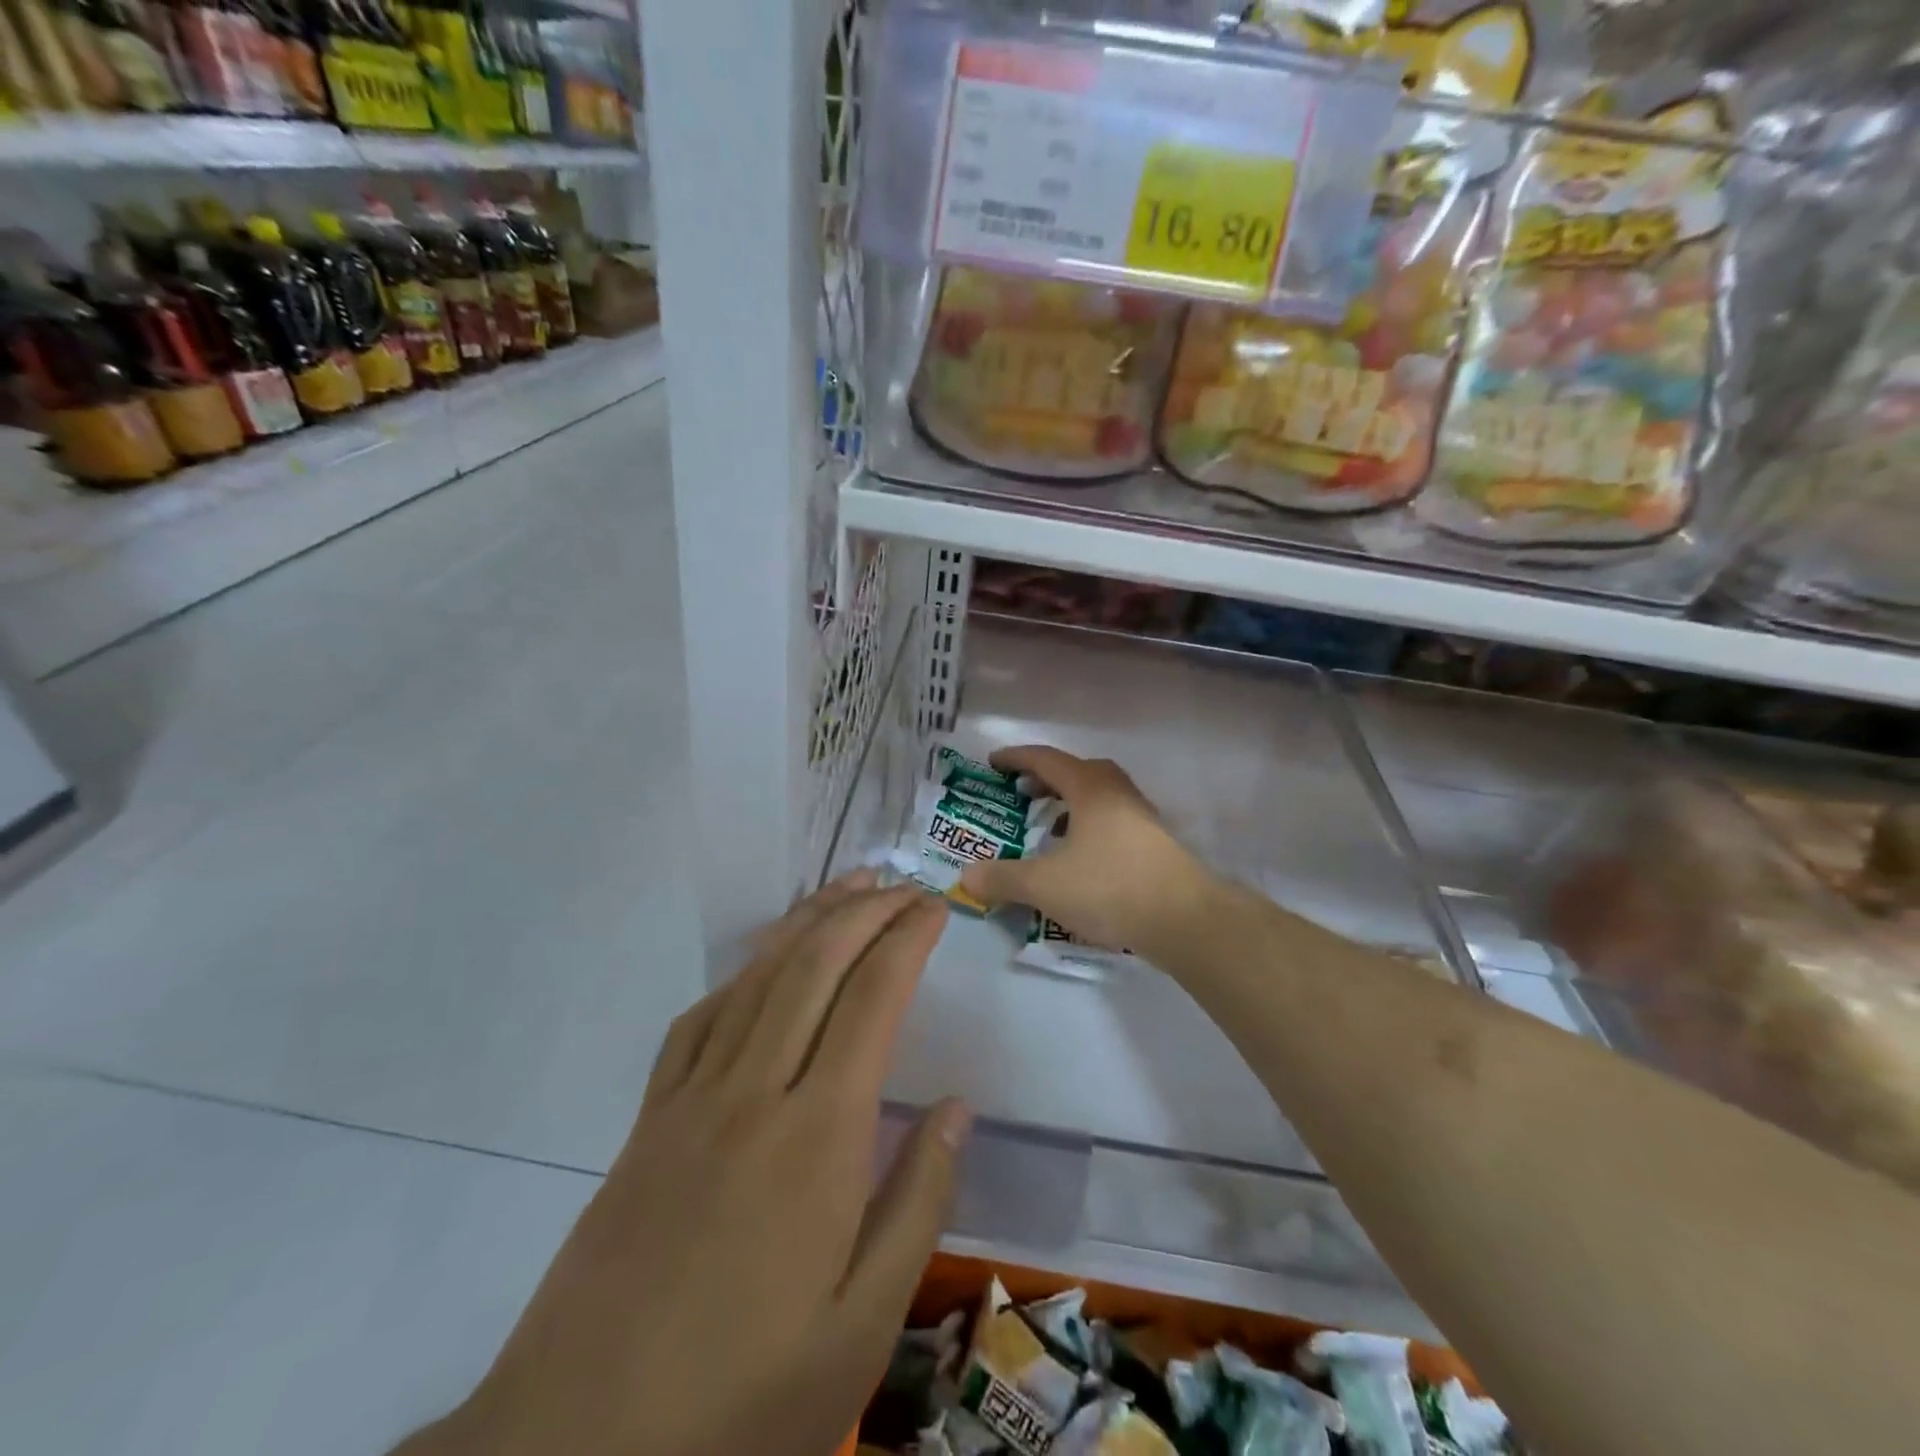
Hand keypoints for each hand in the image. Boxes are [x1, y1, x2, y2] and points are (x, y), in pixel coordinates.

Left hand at [399, 874, 967, 1455]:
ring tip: (848, 889)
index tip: (937, 908)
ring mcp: (692, 1099)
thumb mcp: (859, 1330)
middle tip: (904, 884)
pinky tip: (762, 964)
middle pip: (814, 966)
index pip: (872, 1001)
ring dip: (808, 922)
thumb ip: (917, 1203)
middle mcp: (754, 1092)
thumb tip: (957, 1108)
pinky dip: (743, 972)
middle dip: (865, 911)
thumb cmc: (740, 1402)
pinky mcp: (649, 1120)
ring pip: (759, 977)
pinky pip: (701, 1019)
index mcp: (818, 1137)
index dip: (908, 940)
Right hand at [958, 745, 1218, 956]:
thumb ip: (1002, 878)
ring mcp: (1142, 819)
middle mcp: (1118, 794)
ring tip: (1048, 827)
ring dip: (1071, 805)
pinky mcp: (1155, 846)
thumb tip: (966, 877)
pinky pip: (1113, 822)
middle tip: (1022, 793)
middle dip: (1047, 779)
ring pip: (1099, 798)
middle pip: (1078, 772)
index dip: (1017, 758)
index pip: (1047, 759)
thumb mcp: (1044, 885)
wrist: (1185, 920)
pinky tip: (1079, 859)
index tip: (993, 763)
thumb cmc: (1109, 887)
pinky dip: (1089, 828)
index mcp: (1090, 788)